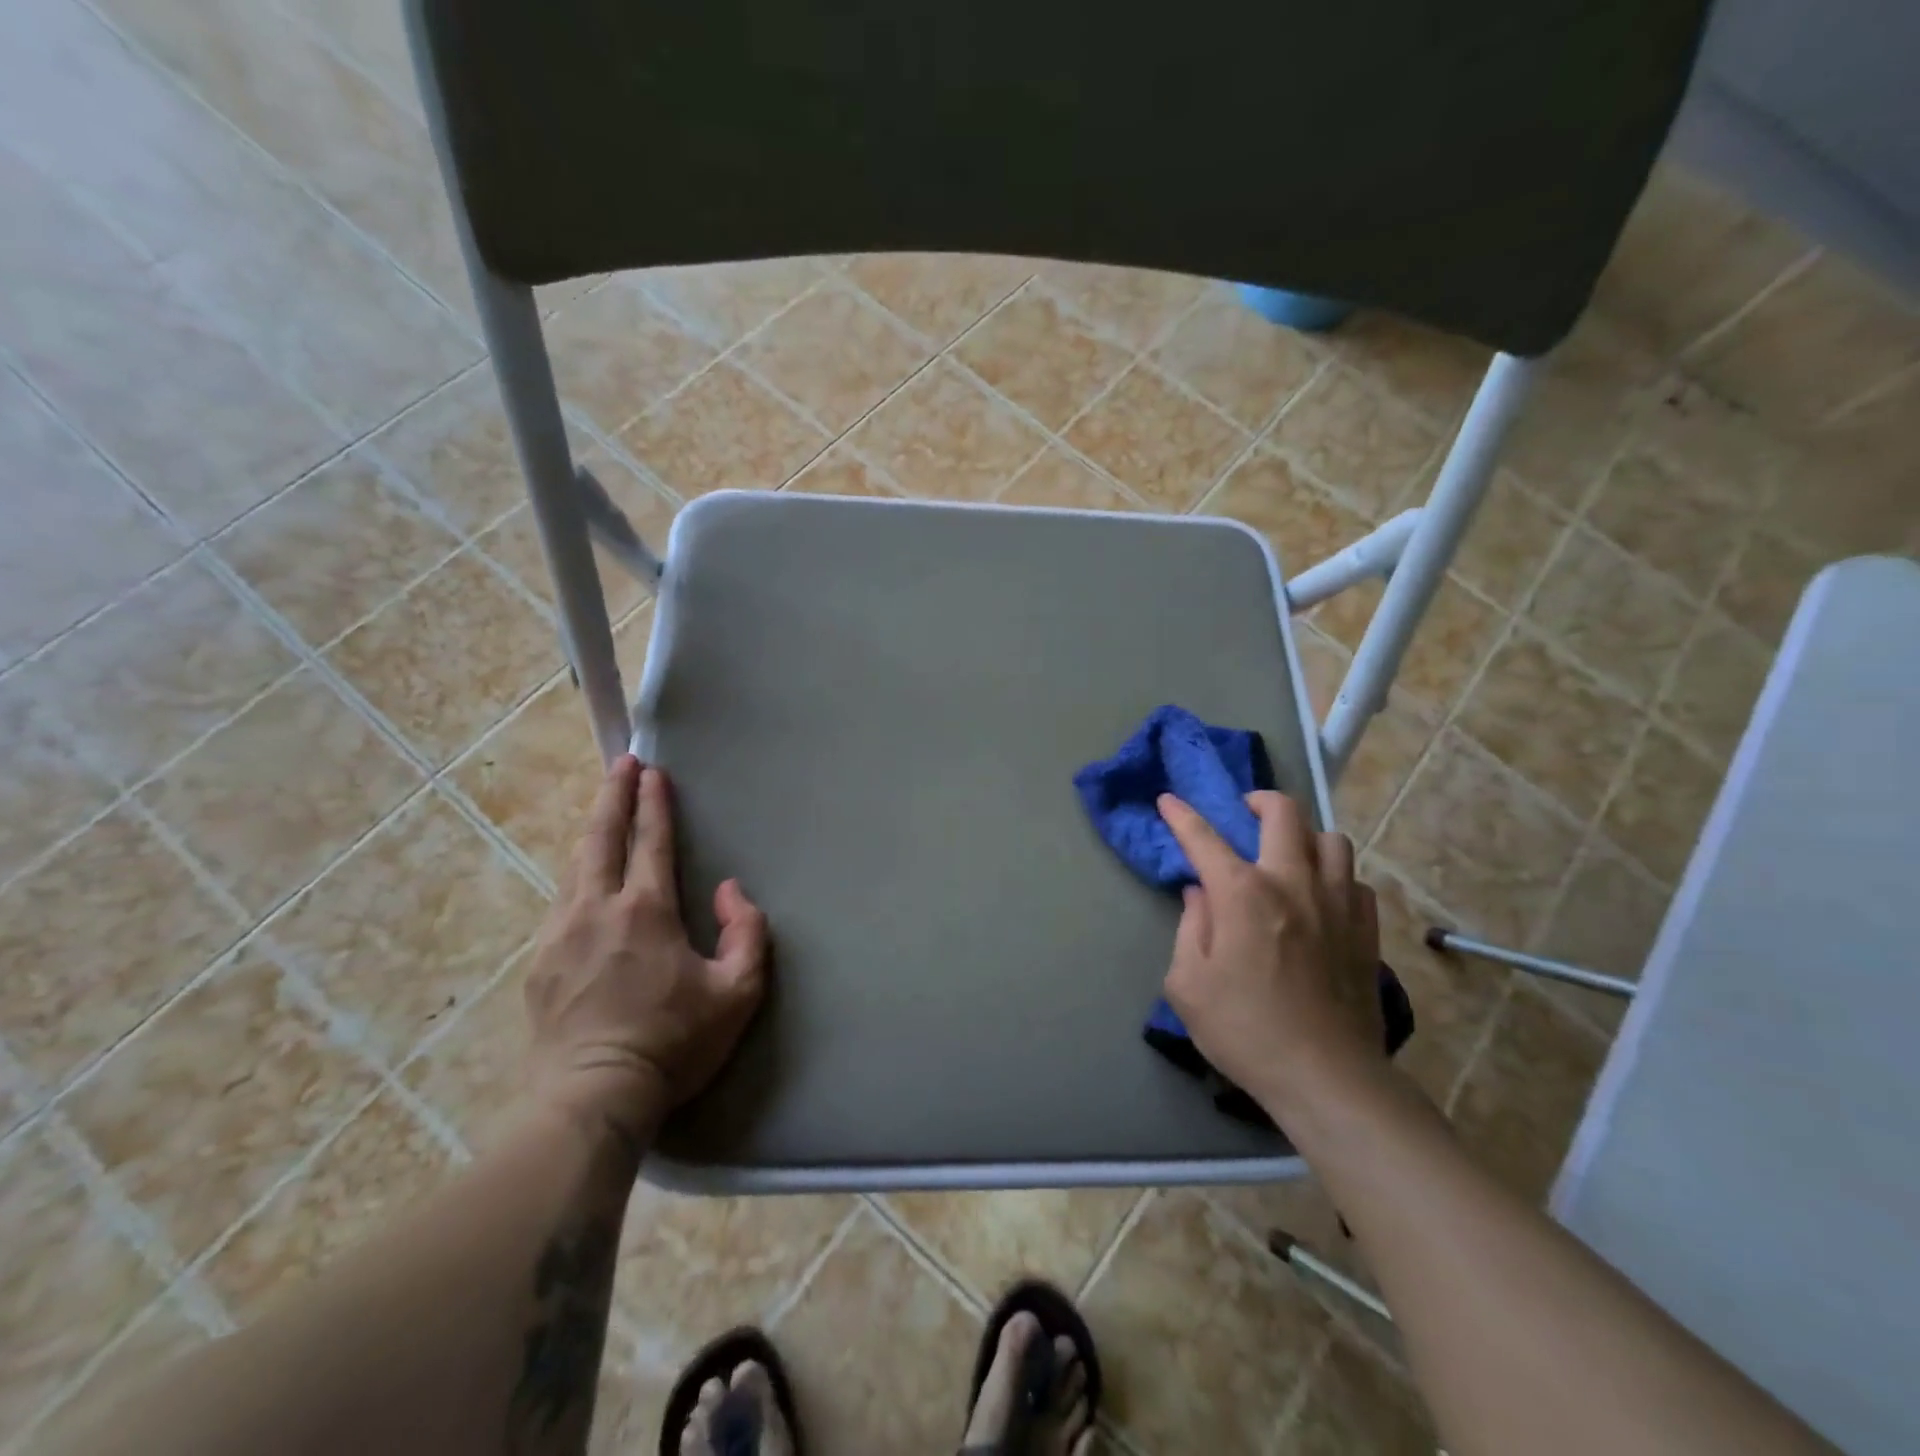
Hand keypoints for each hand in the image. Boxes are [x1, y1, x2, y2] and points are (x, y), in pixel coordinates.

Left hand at [524, 755, 768, 1144]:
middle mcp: (596, 909)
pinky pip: (560, 903)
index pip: (651, 842)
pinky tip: (583, 882)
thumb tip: (731, 892)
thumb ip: (747, 933)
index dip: (654, 803)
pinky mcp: (537, 964)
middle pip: (601, 838)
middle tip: (621, 764)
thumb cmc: (674, 1042)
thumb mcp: (738, 992)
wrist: (593, 1099)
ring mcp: (558, 934)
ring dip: (592, 833)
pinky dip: (576, 877)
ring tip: (603, 813)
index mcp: (645, 911)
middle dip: (612, 795)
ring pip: (574, 867)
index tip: (652, 770)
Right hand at [1158, 790, 1383, 1114]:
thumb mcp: (1188, 984)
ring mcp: (1337, 903)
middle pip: (1284, 814)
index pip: (1203, 837)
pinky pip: (1355, 880)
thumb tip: (1199, 895)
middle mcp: (1292, 883)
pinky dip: (1335, 876)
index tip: (1168, 799)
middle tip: (1245, 810)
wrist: (1326, 1077)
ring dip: (1305, 836)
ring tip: (1289, 853)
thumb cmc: (1244, 1030)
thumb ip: (1189, 928)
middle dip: (1259, 800)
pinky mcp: (1366, 930)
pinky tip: (1322, 896)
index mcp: (1242, 893)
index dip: (1181, 815)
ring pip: (1331, 840)